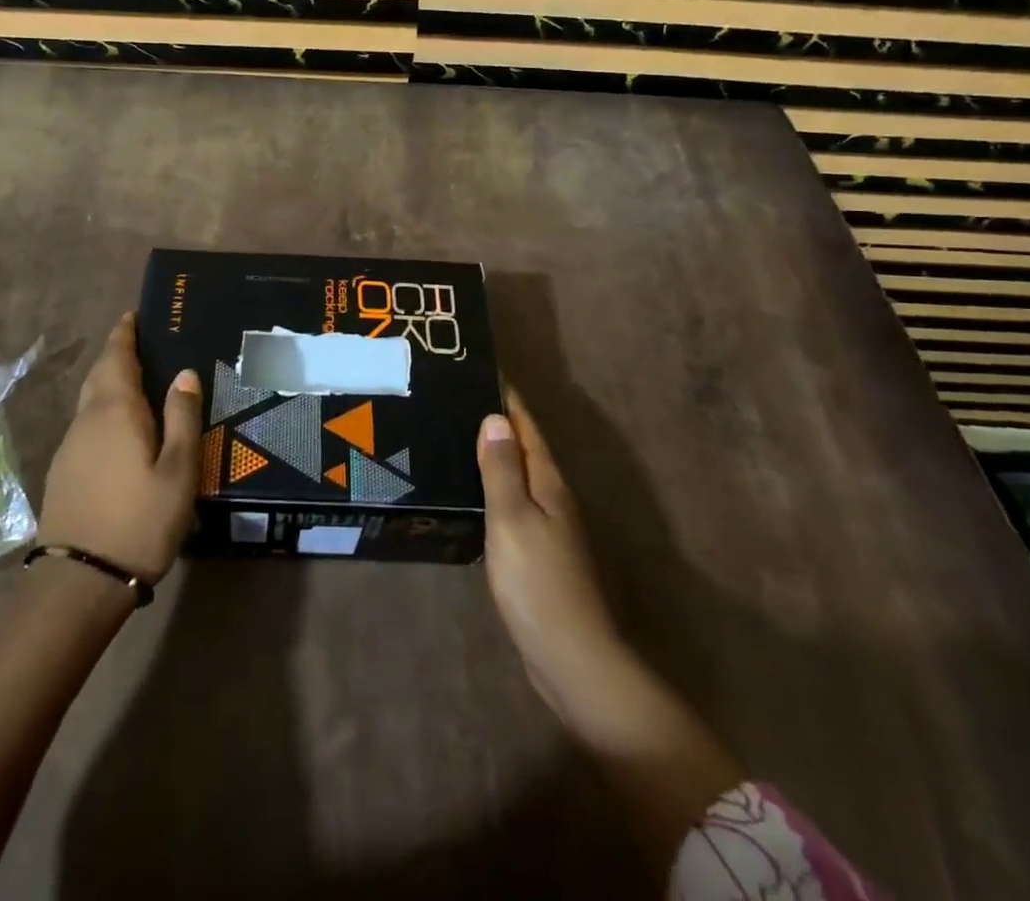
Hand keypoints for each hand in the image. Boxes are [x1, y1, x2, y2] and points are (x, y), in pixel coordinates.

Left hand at [37, 313, 201, 583]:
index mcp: (115, 410)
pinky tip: (120, 428)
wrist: (79, 582)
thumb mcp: (178, 471)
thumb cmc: (140, 520)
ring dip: (109, 383)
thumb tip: (184, 374)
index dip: (124, 333)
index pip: (116, 356)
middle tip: (140, 343)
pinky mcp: (63, 472)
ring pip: (90, 401)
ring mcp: (69, 447)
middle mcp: (86, 420)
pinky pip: (86, 424)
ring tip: (137, 381)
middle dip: (116, 354)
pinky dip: (103, 411)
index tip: (133, 315)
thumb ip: (182, 418)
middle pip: (99, 374)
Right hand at [477, 387, 635, 748]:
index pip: (525, 427)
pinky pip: (513, 503)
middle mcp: (553, 498)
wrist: (572, 658)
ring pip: (518, 476)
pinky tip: (472, 492)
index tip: (481, 371)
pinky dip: (494, 487)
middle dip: (497, 421)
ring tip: (457, 436)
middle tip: (457, 399)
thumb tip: (495, 418)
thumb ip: (502, 470)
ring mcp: (548, 527)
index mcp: (548, 483)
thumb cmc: (538, 583)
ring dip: (495, 454)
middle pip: (523, 448)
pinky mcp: (538, 553)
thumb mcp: (513, 520)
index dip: (507, 399)